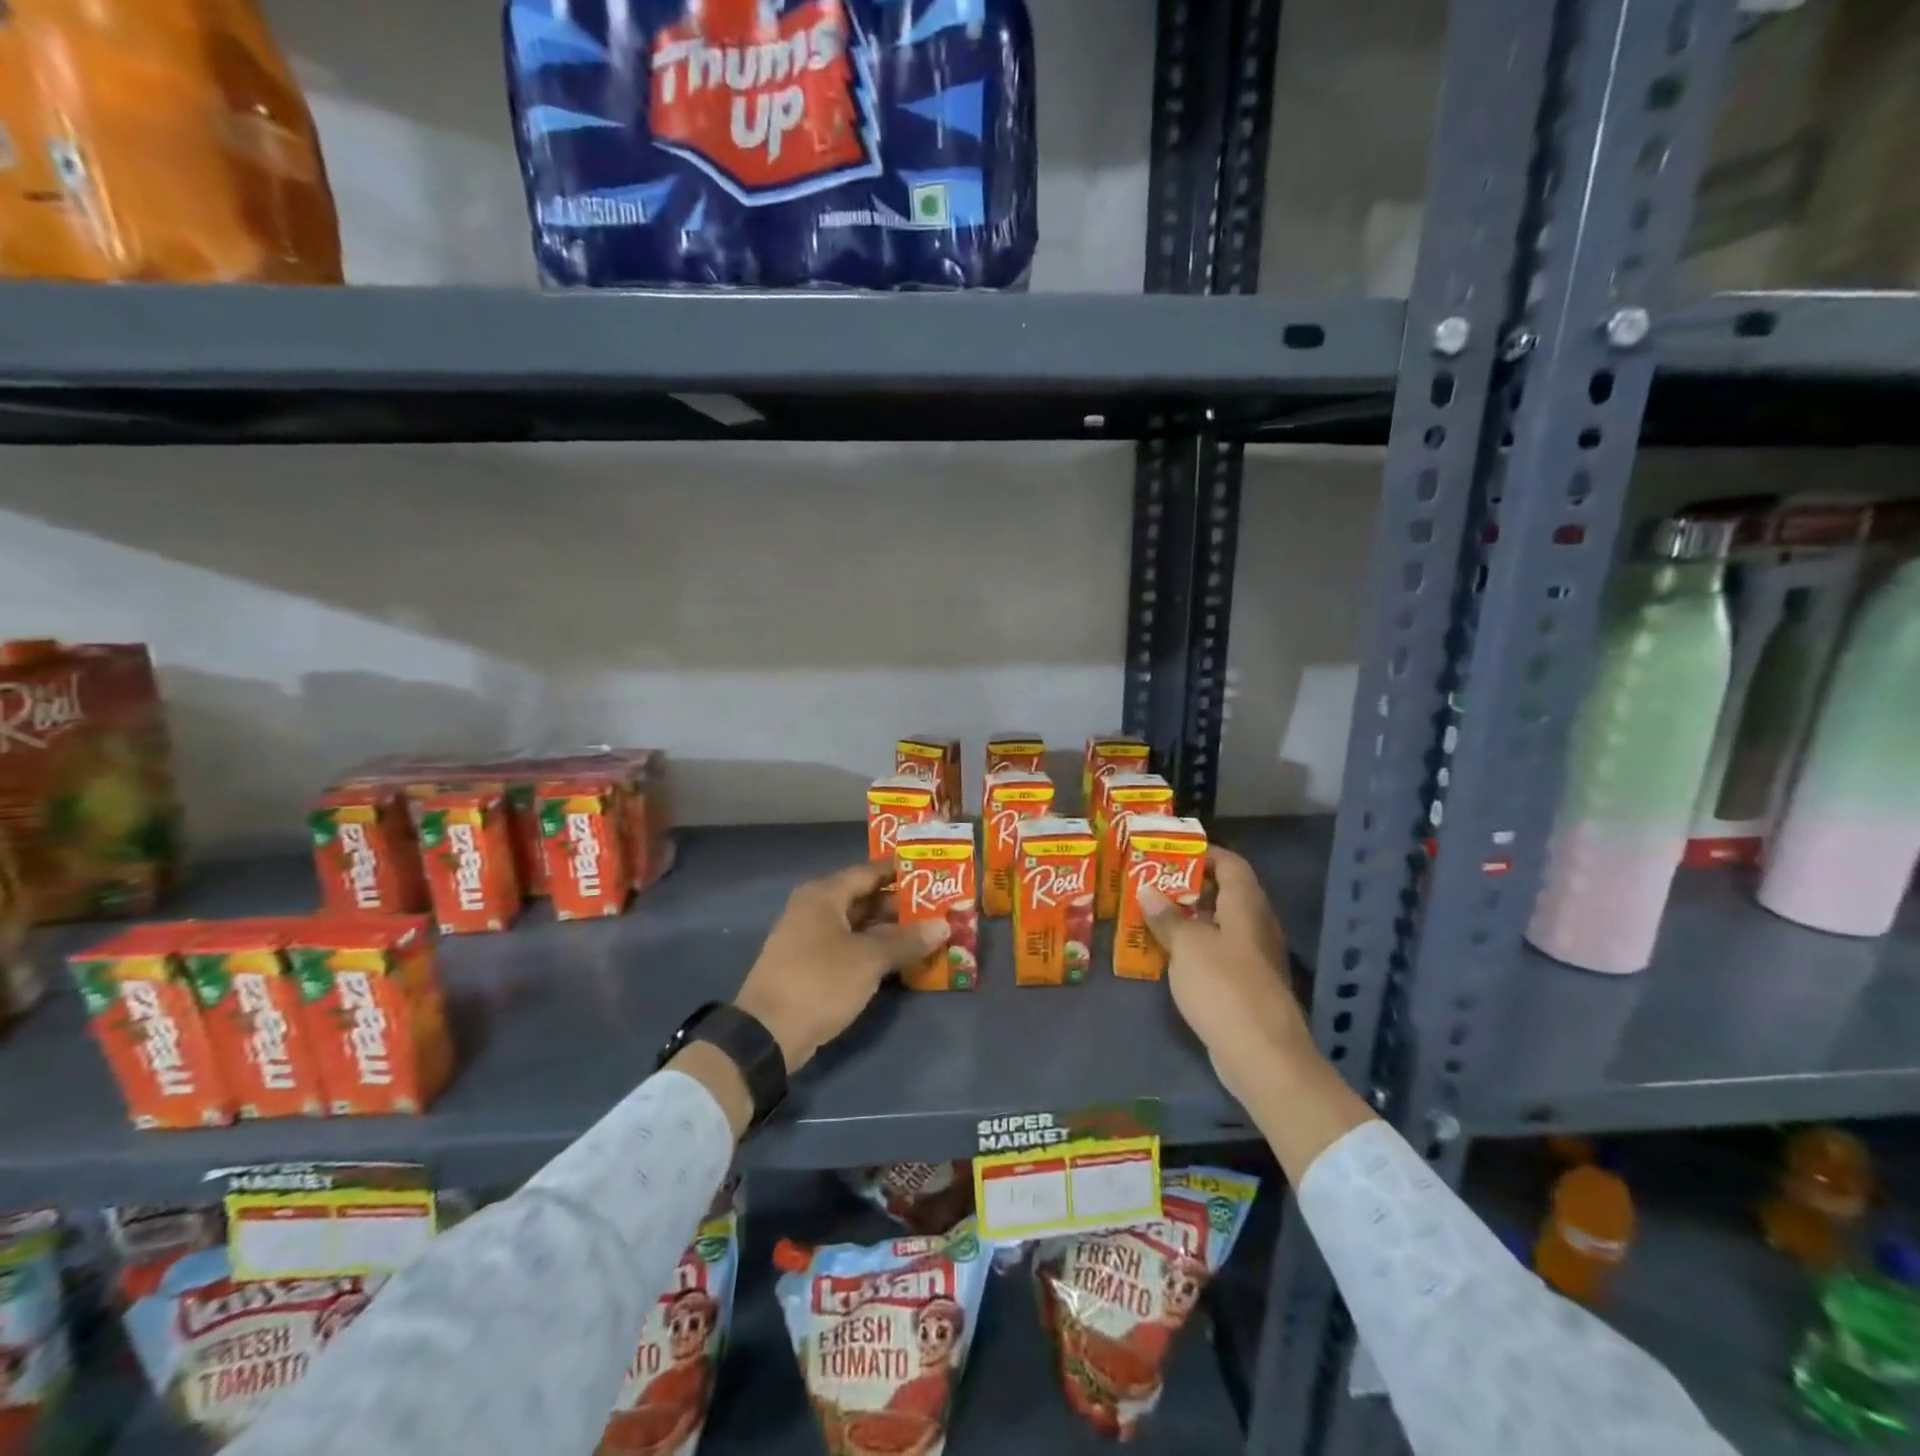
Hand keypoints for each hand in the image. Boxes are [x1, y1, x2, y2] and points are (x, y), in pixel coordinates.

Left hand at [733, 860, 947, 1074]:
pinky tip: (902, 958)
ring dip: (890, 930)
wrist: (767, 1034)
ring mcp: (810, 938)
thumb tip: (944, 925)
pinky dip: (873, 949)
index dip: (901, 871)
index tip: (934, 872)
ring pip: (858, 925)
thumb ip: (907, 940)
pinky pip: (849, 946)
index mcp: (824, 894)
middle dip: (901, 905)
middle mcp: (814, 908)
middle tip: (940, 907)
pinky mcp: (811, 965)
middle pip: (864, 898)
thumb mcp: (869, 959)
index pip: (869, 871)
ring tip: (929, 932)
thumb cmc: (820, 981)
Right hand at [1138, 849, 1309, 1105]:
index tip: (1170, 854)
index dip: (1204, 854)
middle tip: (1153, 885)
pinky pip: (1221, 953)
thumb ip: (1167, 917)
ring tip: (1153, 916)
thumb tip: (1147, 891)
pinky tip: (1170, 955)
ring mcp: (1256, 958)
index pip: (1231, 864)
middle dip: (1190, 887)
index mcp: (1247, 905)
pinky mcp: (1249, 986)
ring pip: (1222, 925)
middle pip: (1226, 893)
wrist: (1262, 1055)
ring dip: (1191, 919)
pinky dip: (1197, 948)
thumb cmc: (1223, 986)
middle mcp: (1257, 925)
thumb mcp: (1187, 945)